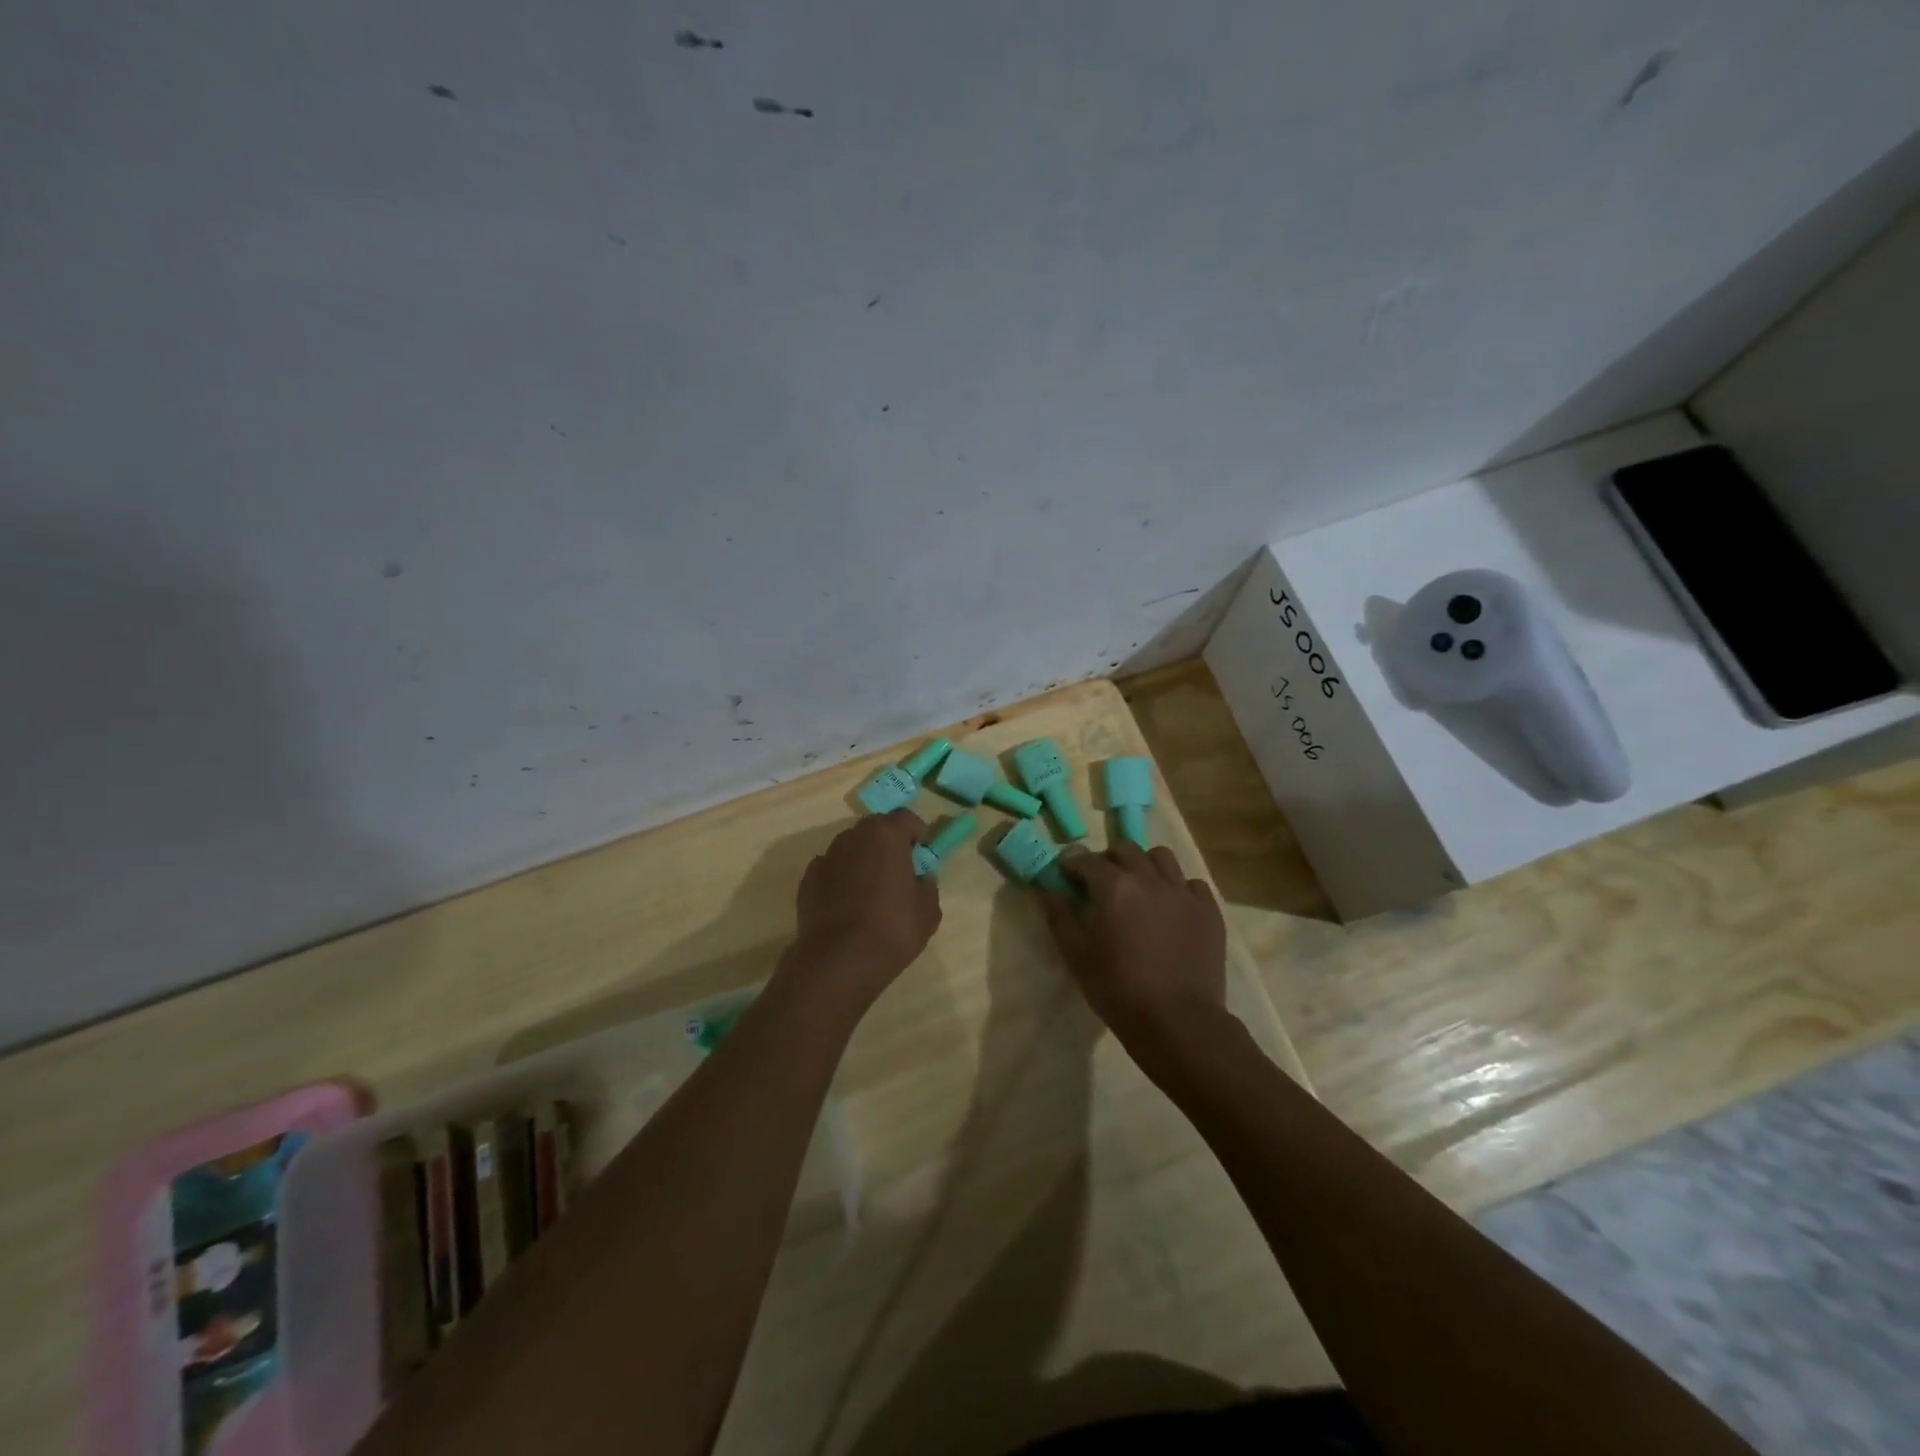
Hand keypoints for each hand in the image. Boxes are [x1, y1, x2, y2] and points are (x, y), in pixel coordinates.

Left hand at [790, 810, 941, 1007]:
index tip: (924, 849)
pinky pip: (832, 870)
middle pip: (876, 829)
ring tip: (872, 888)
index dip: (918, 831)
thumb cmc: (892, 929)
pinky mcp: (808, 879)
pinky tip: (848, 904)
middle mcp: (853, 837)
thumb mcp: (928, 911)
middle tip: (900, 867)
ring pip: (851, 848)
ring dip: (864, 859)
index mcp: (886, 835)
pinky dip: (842, 878)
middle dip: (889, 843)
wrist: (839, 960)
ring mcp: (826, 857)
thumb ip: (927, 886)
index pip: (906, 817)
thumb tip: (921, 878)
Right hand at [1040, 842, 1228, 1053]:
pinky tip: (1171, 909)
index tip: (1066, 876)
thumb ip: (1059, 916)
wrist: (1177, 1021)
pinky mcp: (1209, 911)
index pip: (1086, 859)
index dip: (1072, 864)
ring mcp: (1183, 892)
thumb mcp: (1076, 955)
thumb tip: (1047, 889)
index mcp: (1113, 887)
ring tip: (1140, 889)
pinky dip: (1177, 888)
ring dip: (1145, 865)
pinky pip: (1192, 884)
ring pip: (1162, 858)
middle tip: (1102, 884)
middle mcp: (1149, 879)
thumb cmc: (1117, 989)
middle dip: (1109, 860)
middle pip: (1126, 850)